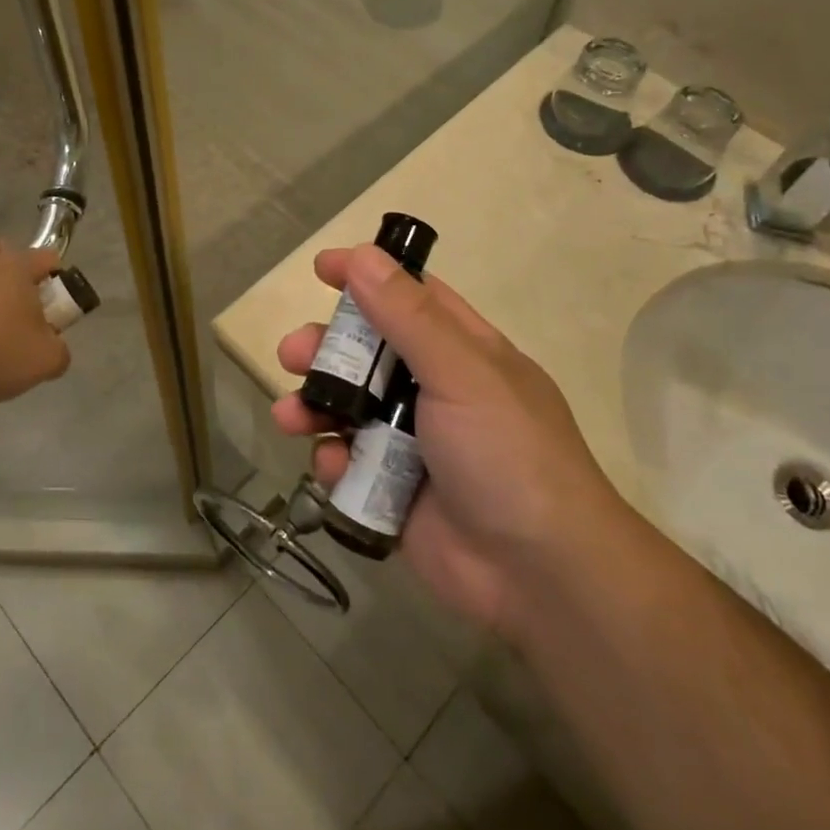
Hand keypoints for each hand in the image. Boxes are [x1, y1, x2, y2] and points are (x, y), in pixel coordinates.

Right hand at [271, 245, 620, 639]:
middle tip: (292, 353)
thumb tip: (363, 254)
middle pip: (367, 353)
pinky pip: (349, 464)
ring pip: (348, 408)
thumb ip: (408, 316)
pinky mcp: (392, 490)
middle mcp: (435, 390)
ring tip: (291, 415)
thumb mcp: (461, 372)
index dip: (368, 277)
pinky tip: (331, 466)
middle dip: (325, 349)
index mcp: (462, 351)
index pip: (410, 296)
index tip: (322, 268)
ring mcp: (412, 442)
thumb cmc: (506, 453)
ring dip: (314, 404)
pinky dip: (334, 461)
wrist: (538, 575)